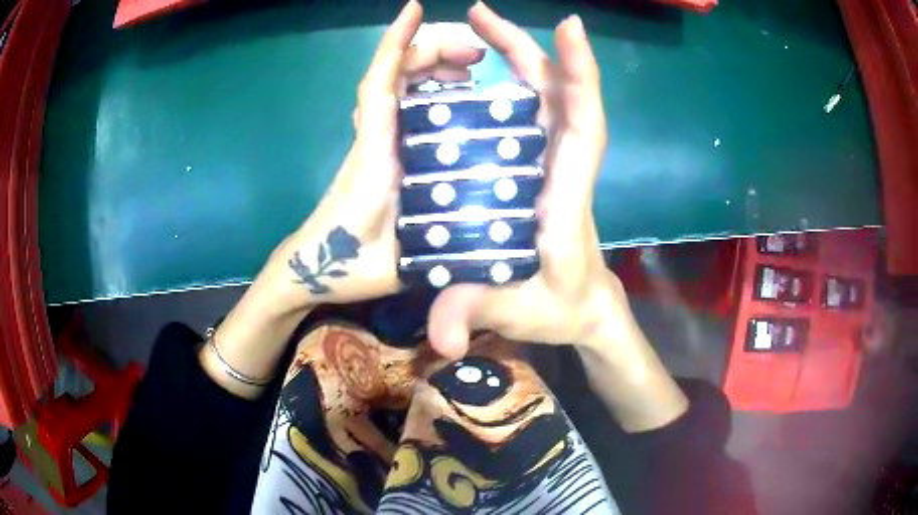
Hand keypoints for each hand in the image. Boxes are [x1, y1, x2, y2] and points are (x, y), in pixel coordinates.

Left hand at [202, 1, 486, 397]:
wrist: (315, 270)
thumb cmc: (349, 267)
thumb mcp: (397, 264)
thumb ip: (434, 249)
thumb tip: (482, 234)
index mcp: (376, 155)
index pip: (381, 84)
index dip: (397, 45)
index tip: (415, 10)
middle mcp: (374, 139)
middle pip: (394, 77)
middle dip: (432, 51)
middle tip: (478, 54)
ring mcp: (375, 143)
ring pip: (398, 89)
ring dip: (432, 69)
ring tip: (471, 72)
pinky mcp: (378, 153)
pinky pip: (400, 108)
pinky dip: (425, 92)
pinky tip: (452, 101)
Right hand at [427, 3, 624, 358]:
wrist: (585, 308)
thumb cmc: (560, 307)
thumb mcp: (516, 314)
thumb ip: (476, 314)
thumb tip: (439, 339)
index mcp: (566, 198)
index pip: (583, 125)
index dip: (580, 75)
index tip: (570, 27)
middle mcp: (565, 169)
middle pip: (560, 95)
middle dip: (526, 48)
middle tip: (479, 16)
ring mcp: (554, 164)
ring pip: (546, 98)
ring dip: (519, 57)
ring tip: (477, 31)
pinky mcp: (542, 167)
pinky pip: (534, 114)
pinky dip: (515, 84)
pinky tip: (484, 74)